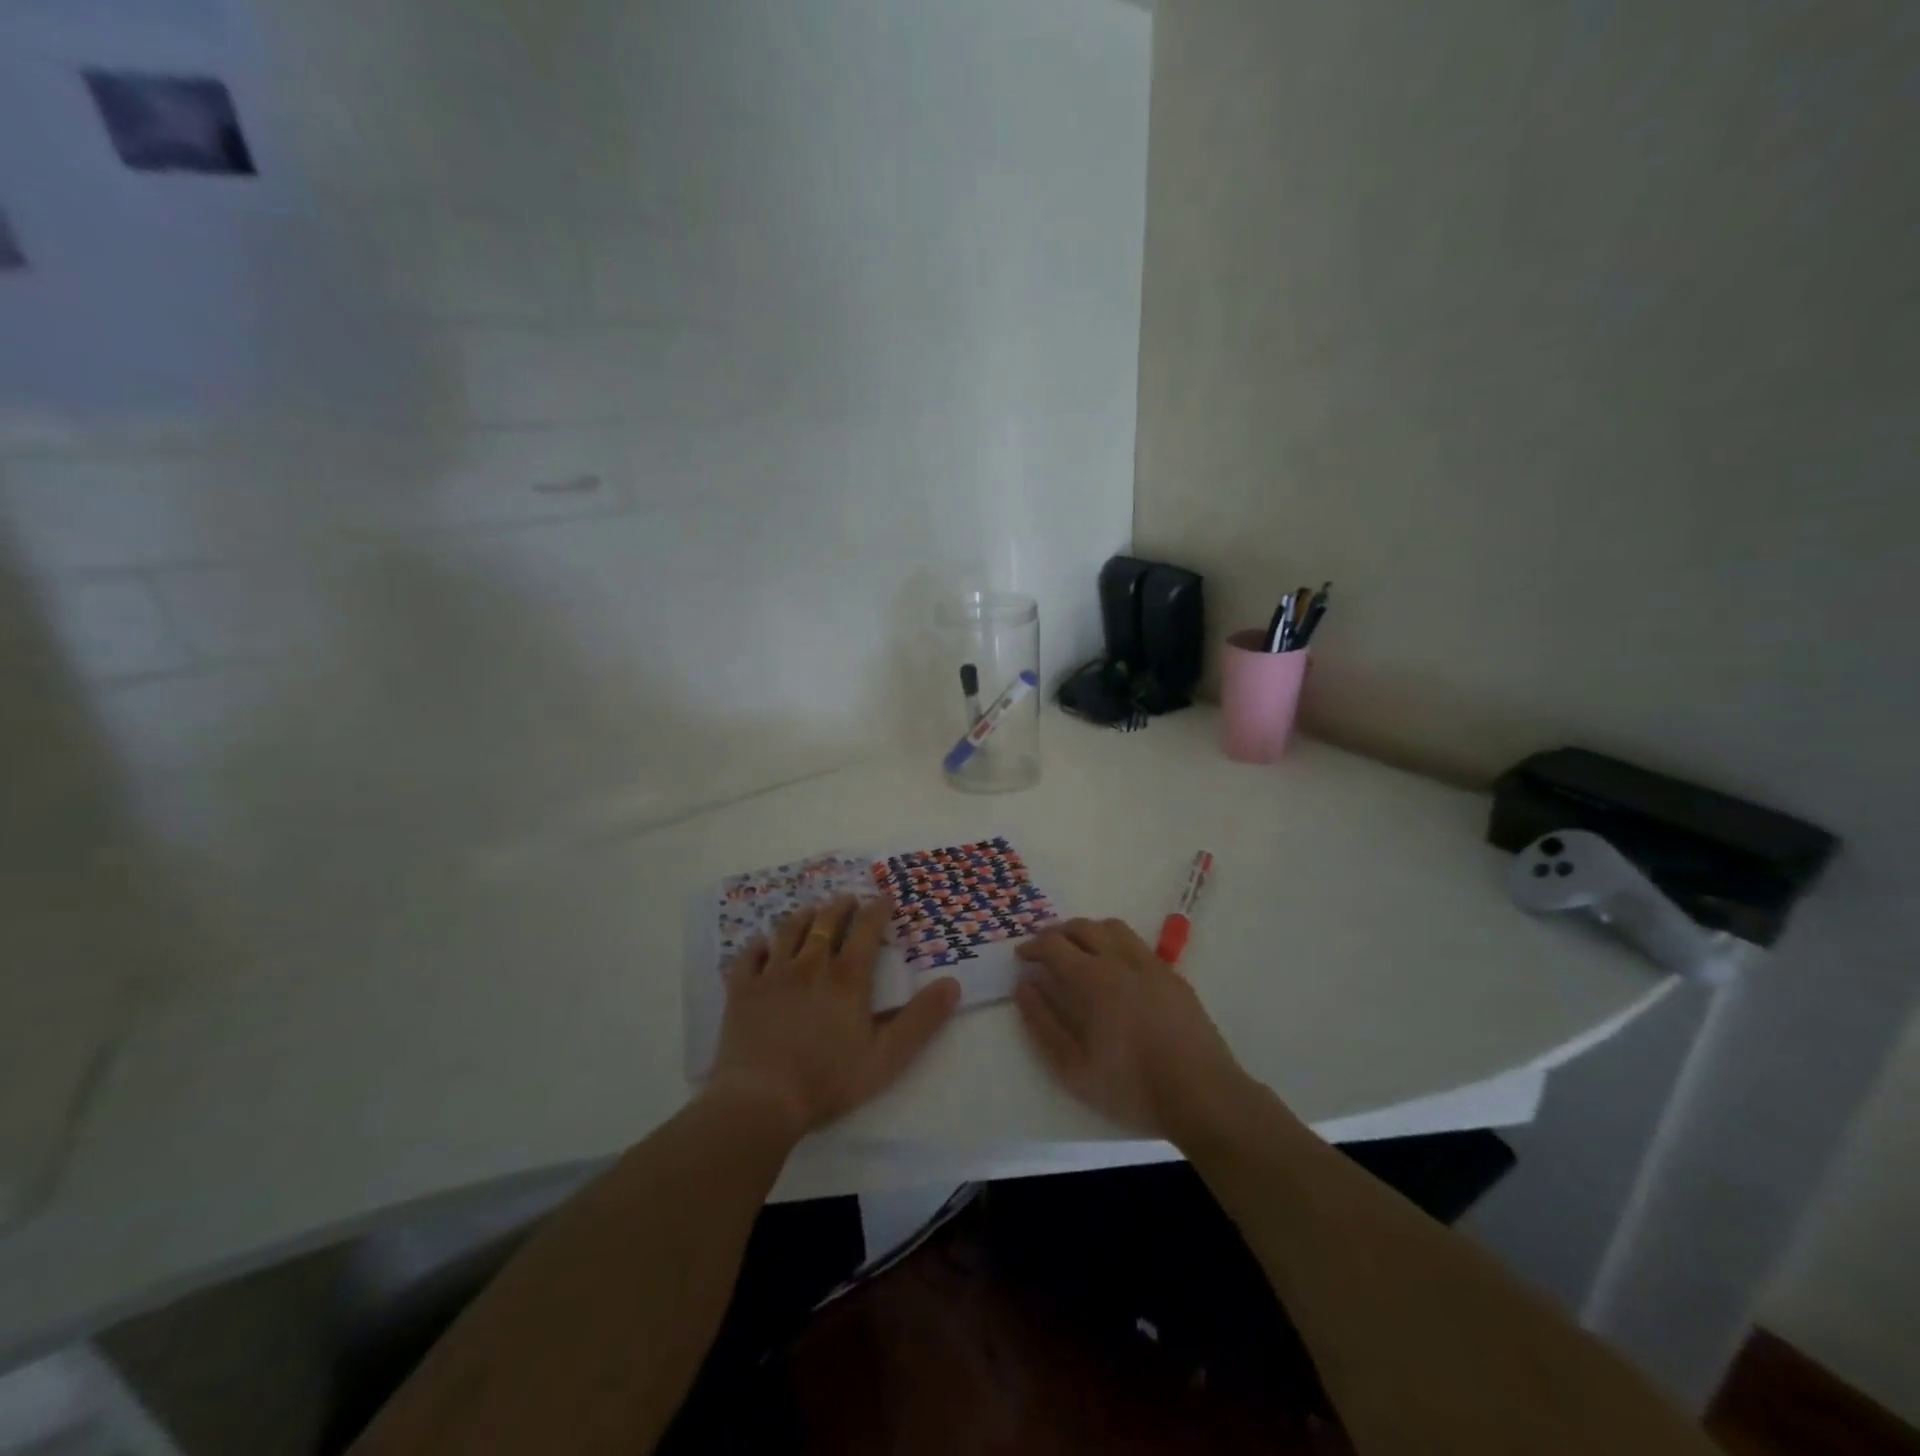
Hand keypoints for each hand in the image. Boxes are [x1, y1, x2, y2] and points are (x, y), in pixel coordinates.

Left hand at [707, 895, 960, 1139]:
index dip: (878, 910)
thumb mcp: (888, 1056)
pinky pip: (749, 957)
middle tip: (848, 899)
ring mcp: (772, 975)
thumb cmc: (829, 1080)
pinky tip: (761, 944)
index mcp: (847, 978)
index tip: (885, 897)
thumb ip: (921, 1019)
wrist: (762, 1101)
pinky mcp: (742, 991)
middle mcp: (810, 965)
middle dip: (841, 906)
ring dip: (803, 916)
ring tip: (811, 911)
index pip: (866, 929)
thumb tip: (952, 983)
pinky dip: (757, 945)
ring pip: (788, 931)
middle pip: (826, 922)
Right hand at [1014, 917, 1251, 1141]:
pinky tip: (1114, 967)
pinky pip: (1136, 943)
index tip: (1022, 957)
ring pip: (1112, 927)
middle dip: (1056, 933)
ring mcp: (1151, 964)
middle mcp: (1120, 960)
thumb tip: (1024, 988)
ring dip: (1087, 930)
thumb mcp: (1074, 1068)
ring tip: (1077, 949)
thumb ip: (1043, 1024)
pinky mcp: (1172, 975)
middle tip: (1044, 949)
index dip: (1033, 946)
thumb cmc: (1132, 1086)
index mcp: (1093, 980)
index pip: (1054, 945)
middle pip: (1082, 927)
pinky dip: (1115, 942)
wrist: (1202, 1094)